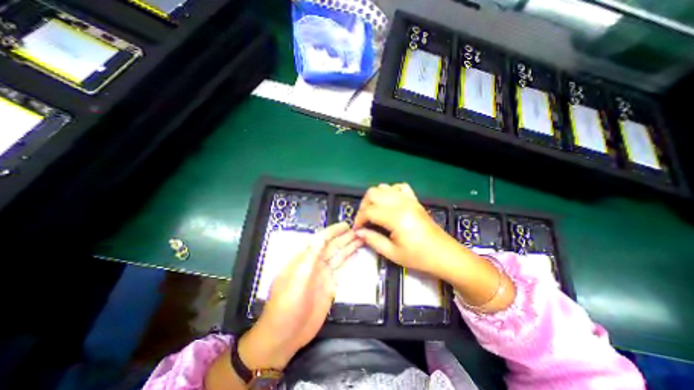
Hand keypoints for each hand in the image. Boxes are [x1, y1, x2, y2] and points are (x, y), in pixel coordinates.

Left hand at [238, 224, 360, 369]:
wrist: (284, 336)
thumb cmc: (286, 306)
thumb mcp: (296, 279)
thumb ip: (309, 257)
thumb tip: (320, 236)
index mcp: (304, 259)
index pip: (321, 240)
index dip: (333, 231)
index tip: (346, 225)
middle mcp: (315, 264)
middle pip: (332, 246)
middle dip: (345, 237)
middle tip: (360, 229)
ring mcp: (323, 275)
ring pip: (338, 256)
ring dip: (349, 247)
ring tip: (361, 238)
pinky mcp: (330, 286)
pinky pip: (341, 269)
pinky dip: (349, 261)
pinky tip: (355, 254)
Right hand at [353, 183, 455, 272]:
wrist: (444, 254)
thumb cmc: (419, 257)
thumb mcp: (393, 253)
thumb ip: (373, 240)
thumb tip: (358, 232)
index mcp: (396, 217)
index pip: (369, 211)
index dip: (359, 219)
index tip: (357, 229)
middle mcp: (401, 203)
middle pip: (373, 193)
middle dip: (364, 205)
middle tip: (364, 220)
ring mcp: (409, 199)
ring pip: (384, 187)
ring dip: (375, 198)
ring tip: (374, 212)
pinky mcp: (414, 200)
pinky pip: (399, 187)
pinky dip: (390, 192)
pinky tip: (389, 204)